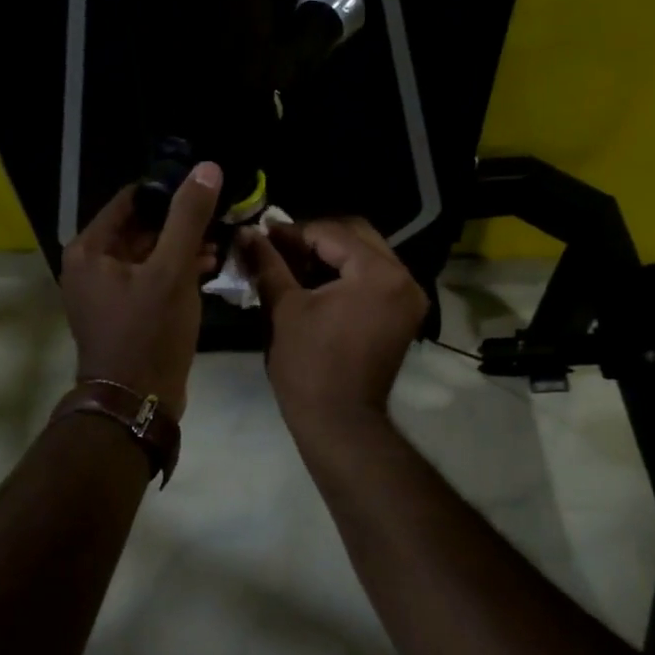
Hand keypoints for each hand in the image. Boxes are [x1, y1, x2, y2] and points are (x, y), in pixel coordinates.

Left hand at [60, 163, 222, 415]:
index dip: (168, 190)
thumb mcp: (172, 271)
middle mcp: (91, 265)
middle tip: (220, 214)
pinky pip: (150, 277)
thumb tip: (206, 168)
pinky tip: (209, 266)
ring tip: (221, 241)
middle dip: (180, 221)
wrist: (137, 402)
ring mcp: (106, 291)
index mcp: (90, 249)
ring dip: (182, 246)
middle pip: (140, 226)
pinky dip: (176, 270)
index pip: (131, 200)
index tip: (205, 187)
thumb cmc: (149, 333)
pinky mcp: (124, 311)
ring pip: (149, 253)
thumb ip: (188, 218)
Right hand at [239, 217, 427, 428]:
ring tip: (291, 261)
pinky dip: (347, 274)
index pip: (332, 233)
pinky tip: (314, 280)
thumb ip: (268, 263)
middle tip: (277, 245)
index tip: (261, 233)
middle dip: (315, 238)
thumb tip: (246, 232)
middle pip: (356, 236)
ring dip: (331, 254)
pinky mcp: (403, 315)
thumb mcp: (284, 308)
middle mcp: (404, 278)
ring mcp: (408, 298)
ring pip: (367, 256)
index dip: (293, 231)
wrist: (339, 422)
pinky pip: (375, 278)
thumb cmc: (309, 365)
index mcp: (378, 273)